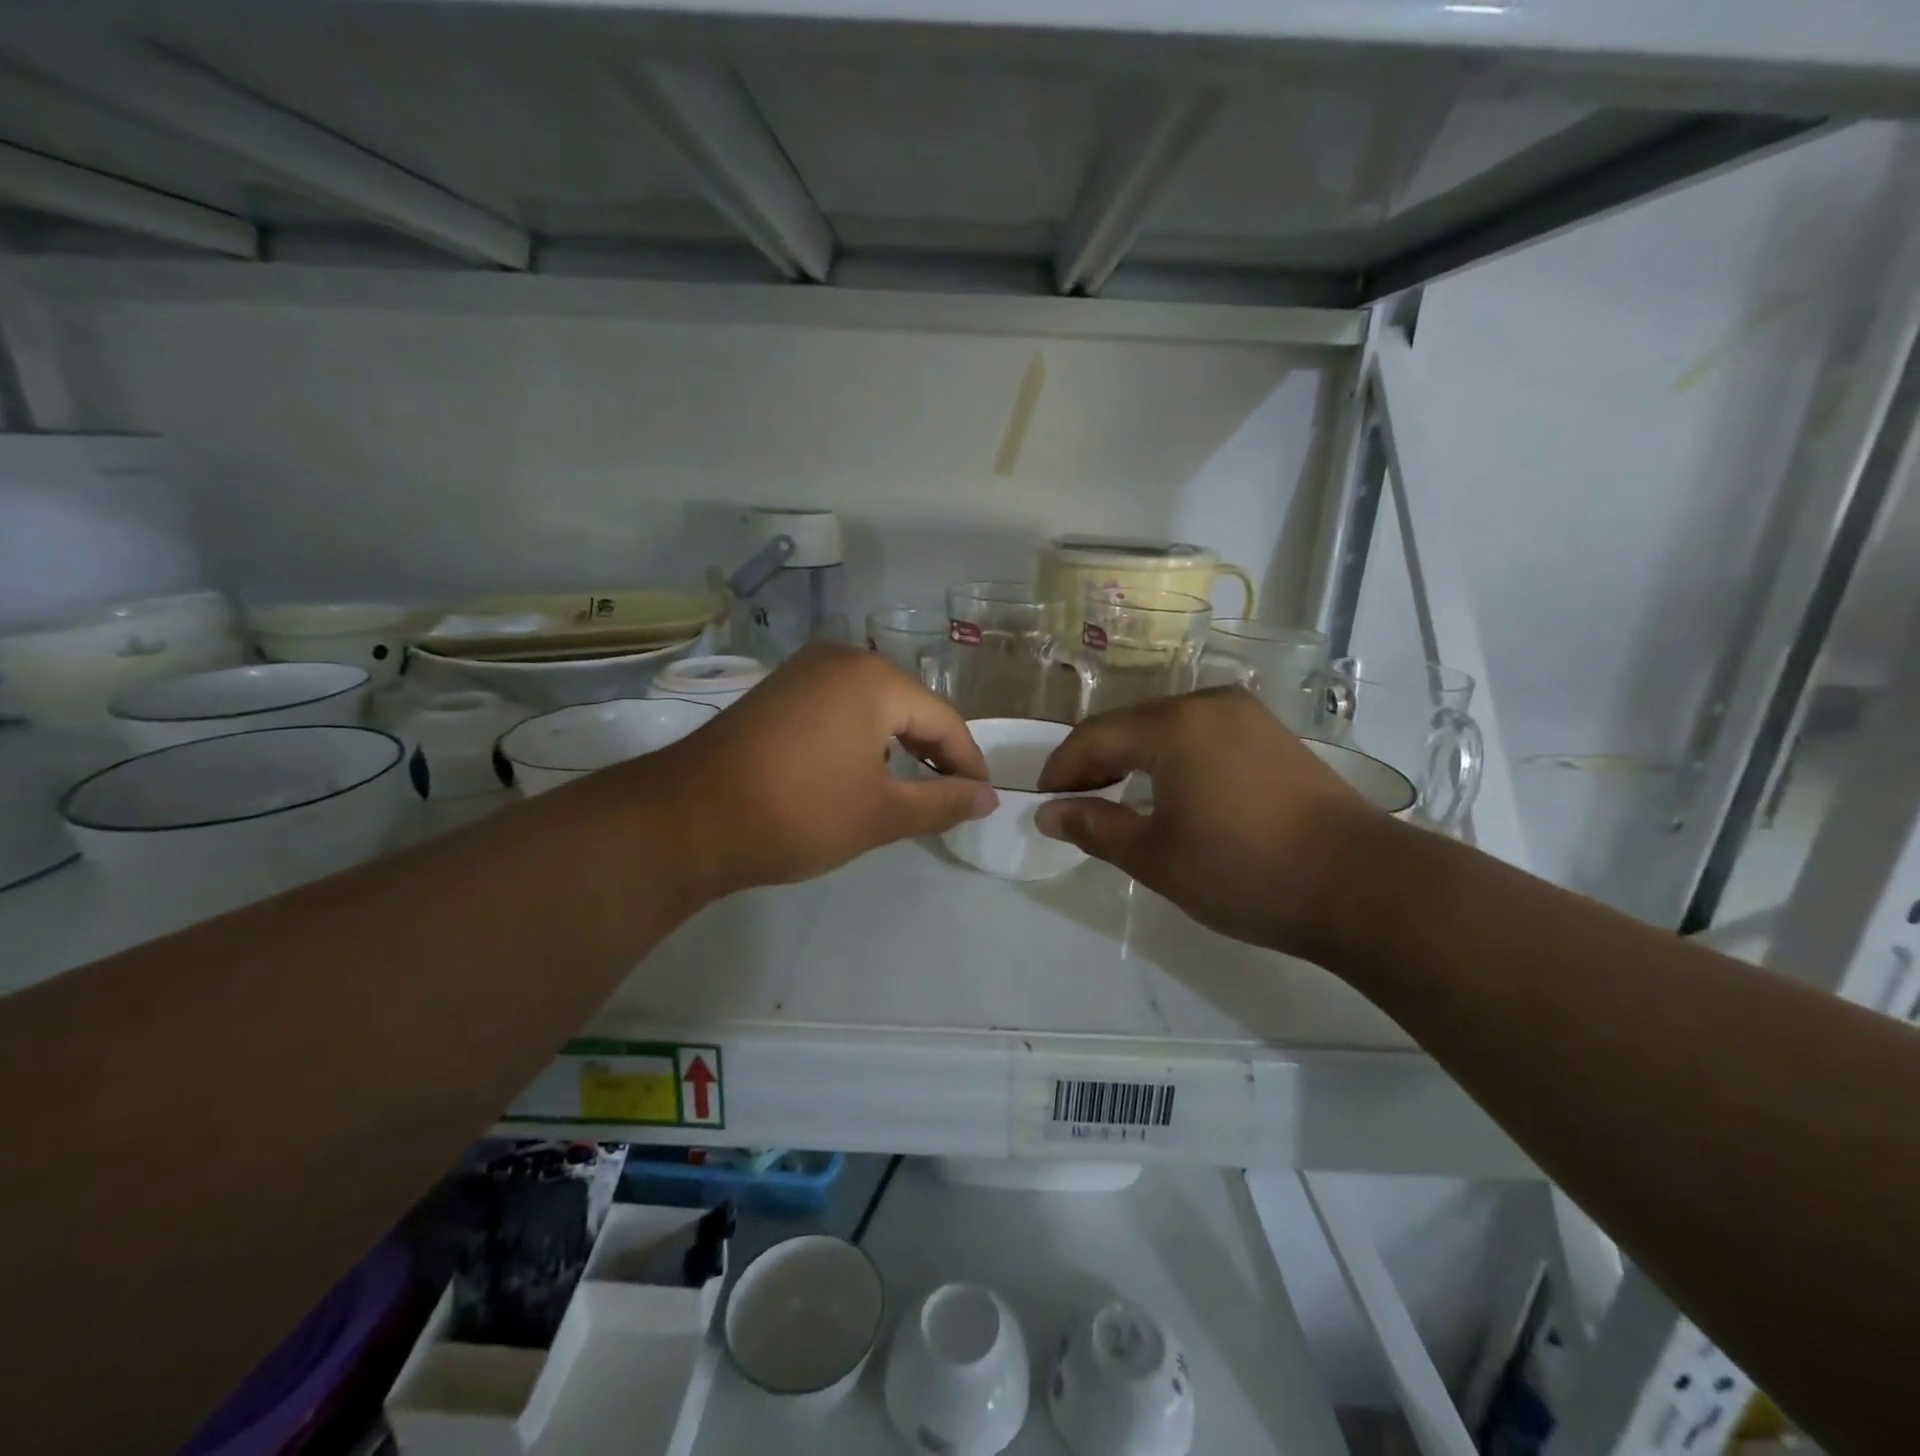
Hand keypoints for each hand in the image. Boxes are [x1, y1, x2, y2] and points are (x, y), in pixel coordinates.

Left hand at [635, 644, 996, 896]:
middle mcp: (841, 659)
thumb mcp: (881, 814)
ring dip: (897, 746)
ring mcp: (803, 671)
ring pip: (873, 706)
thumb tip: (988, 798)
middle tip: (949, 797)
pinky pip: (839, 707)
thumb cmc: (799, 814)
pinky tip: (859, 770)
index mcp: (874, 680)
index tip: (982, 799)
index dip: (968, 763)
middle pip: (909, 707)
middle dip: (933, 753)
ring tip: (908, 789)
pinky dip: (860, 738)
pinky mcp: (777, 691)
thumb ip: (943, 802)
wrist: (688, 820)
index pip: (944, 720)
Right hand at [1035, 688, 1392, 955]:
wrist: (1364, 886)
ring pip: (1168, 729)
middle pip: (1131, 726)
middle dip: (1096, 763)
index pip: (1095, 737)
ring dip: (1135, 760)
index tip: (1043, 803)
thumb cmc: (1245, 871)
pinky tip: (1174, 793)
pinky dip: (1174, 760)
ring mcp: (1248, 716)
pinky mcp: (1275, 737)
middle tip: (1076, 805)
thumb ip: (1094, 828)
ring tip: (1118, 800)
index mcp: (1174, 724)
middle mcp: (1209, 703)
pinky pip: (1204, 737)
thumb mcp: (1155, 857)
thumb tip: (1049, 813)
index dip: (1062, 769)